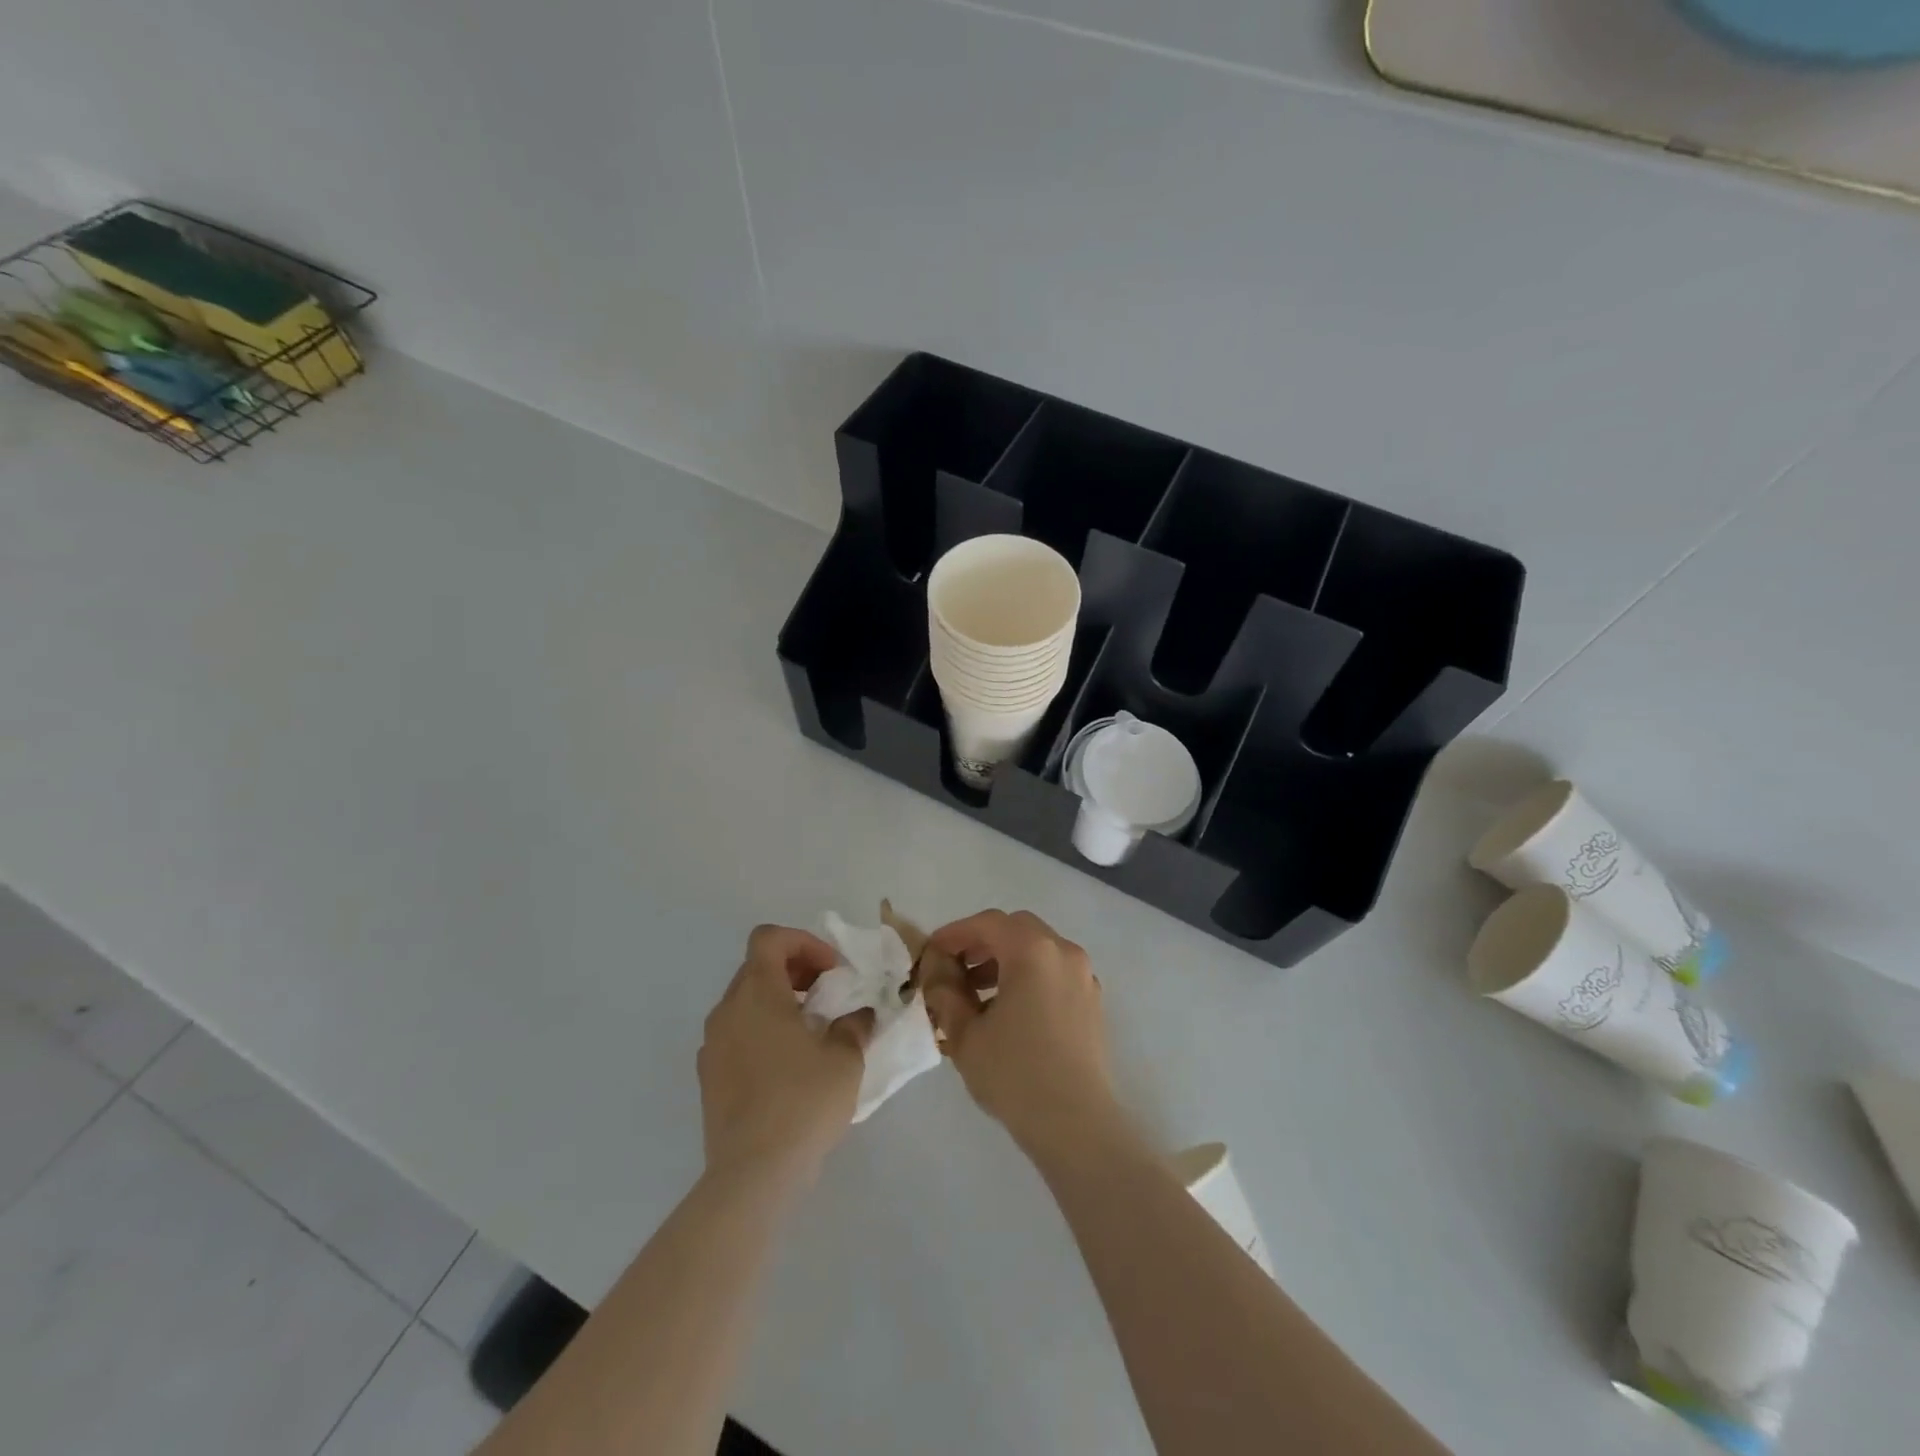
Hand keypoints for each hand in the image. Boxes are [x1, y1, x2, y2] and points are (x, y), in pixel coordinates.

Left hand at [698, 925, 870, 1189]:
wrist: (753, 1173)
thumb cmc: (803, 1102)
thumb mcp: (845, 1058)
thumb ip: (854, 1025)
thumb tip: (858, 1015)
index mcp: (757, 993)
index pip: (769, 938)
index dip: (804, 943)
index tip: (832, 972)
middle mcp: (727, 1010)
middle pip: (757, 967)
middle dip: (795, 971)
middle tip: (828, 997)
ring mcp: (712, 1044)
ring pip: (745, 1002)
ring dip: (778, 1002)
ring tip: (811, 1032)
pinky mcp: (708, 1077)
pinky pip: (736, 1034)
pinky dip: (761, 1032)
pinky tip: (788, 1066)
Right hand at [920, 910, 1123, 1159]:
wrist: (1077, 1124)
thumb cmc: (1015, 1074)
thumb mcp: (966, 1034)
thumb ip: (946, 994)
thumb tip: (937, 974)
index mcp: (1032, 951)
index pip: (987, 924)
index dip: (955, 934)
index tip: (931, 953)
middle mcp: (1063, 952)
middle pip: (1016, 929)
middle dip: (981, 942)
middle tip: (954, 968)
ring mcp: (1083, 976)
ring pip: (1038, 949)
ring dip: (1005, 959)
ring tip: (976, 994)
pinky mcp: (1092, 1001)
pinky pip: (1054, 971)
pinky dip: (1028, 976)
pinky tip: (1008, 1010)